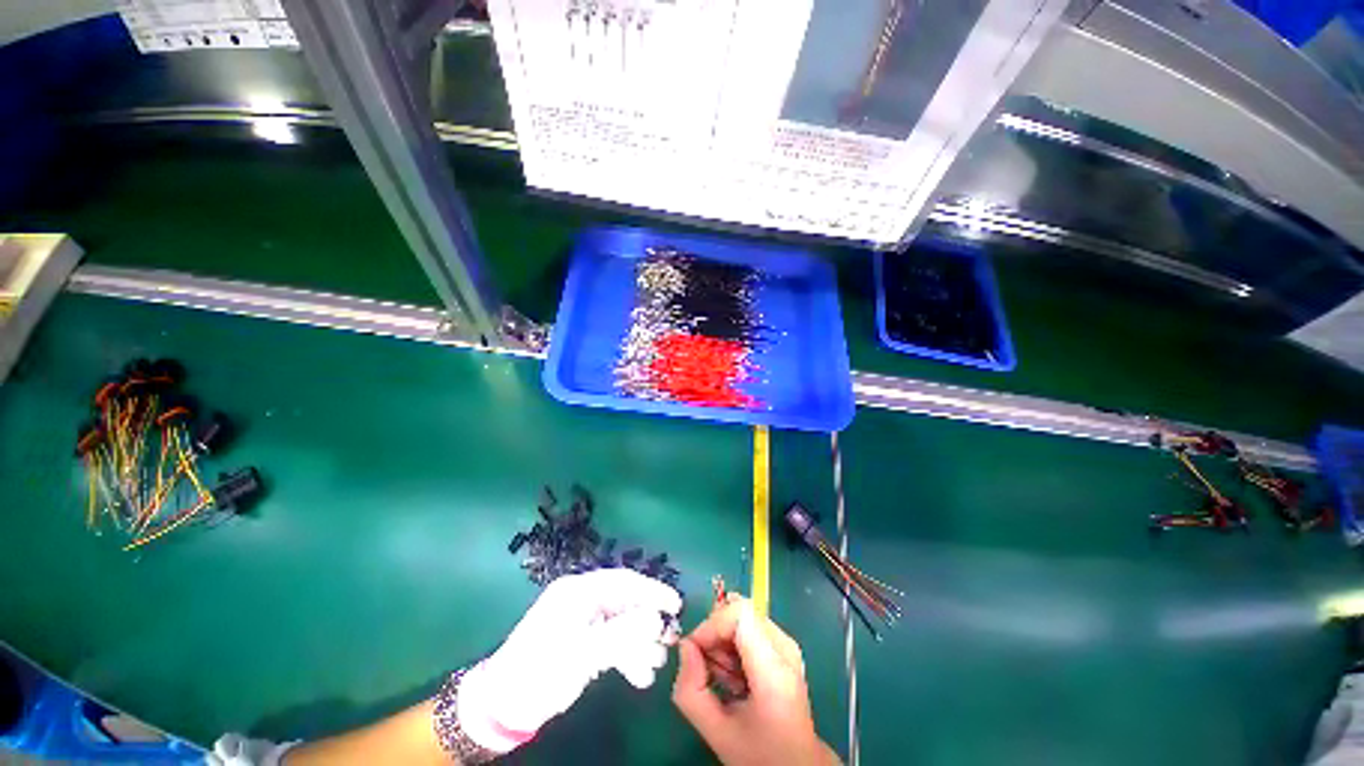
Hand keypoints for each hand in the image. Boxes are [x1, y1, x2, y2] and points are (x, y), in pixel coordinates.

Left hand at [457, 569, 681, 752]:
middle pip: (624, 603)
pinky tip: (640, 675)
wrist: (502, 707)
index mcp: (579, 591)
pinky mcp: (582, 642)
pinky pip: (612, 642)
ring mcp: (582, 622)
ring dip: (639, 643)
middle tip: (669, 639)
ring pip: (621, 625)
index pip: (623, 581)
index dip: (652, 590)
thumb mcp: (582, 652)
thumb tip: (655, 618)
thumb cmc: (541, 671)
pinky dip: (626, 656)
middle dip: (648, 621)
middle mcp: (582, 600)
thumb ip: (622, 632)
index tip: (675, 604)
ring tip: (656, 665)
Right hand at [672, 598, 838, 765]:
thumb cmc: (759, 753)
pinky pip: (750, 626)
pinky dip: (733, 645)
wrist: (797, 764)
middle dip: (714, 635)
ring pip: (742, 617)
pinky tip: (735, 675)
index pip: (739, 613)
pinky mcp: (784, 645)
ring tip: (724, 679)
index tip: (695, 652)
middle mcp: (785, 647)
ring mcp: (787, 643)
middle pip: (739, 612)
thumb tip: (685, 647)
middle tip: (707, 671)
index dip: (711, 625)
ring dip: (723, 642)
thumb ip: (690, 691)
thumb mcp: (717, 732)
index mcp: (774, 670)